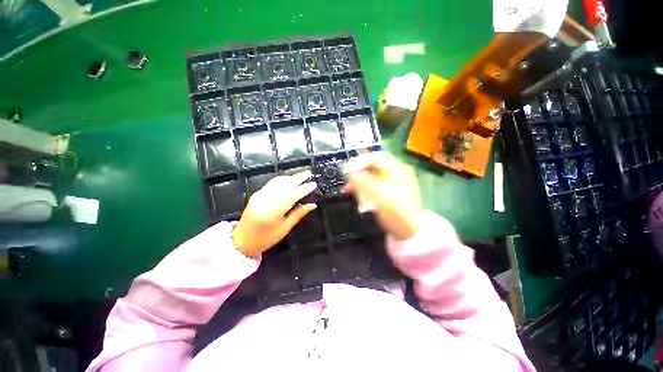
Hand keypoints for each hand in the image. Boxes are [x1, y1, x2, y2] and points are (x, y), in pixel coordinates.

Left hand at [233, 171, 316, 257]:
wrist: (242, 240)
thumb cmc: (265, 238)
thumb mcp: (284, 228)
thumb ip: (298, 214)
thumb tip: (312, 205)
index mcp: (272, 212)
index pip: (291, 196)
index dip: (303, 189)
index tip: (313, 184)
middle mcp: (264, 200)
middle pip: (283, 185)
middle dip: (297, 178)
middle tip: (308, 173)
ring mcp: (259, 195)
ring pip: (277, 181)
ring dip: (290, 177)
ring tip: (301, 175)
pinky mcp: (256, 194)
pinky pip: (272, 183)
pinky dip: (282, 180)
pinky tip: (289, 180)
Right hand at [344, 152, 421, 240]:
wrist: (410, 233)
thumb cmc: (397, 213)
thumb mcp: (379, 196)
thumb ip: (363, 182)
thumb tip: (350, 172)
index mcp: (398, 170)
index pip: (376, 157)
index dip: (359, 161)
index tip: (346, 169)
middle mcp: (396, 173)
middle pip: (373, 166)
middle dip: (358, 171)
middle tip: (346, 178)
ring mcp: (393, 183)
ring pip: (372, 176)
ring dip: (358, 180)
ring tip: (347, 188)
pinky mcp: (388, 193)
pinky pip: (373, 185)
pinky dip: (363, 187)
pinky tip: (354, 193)